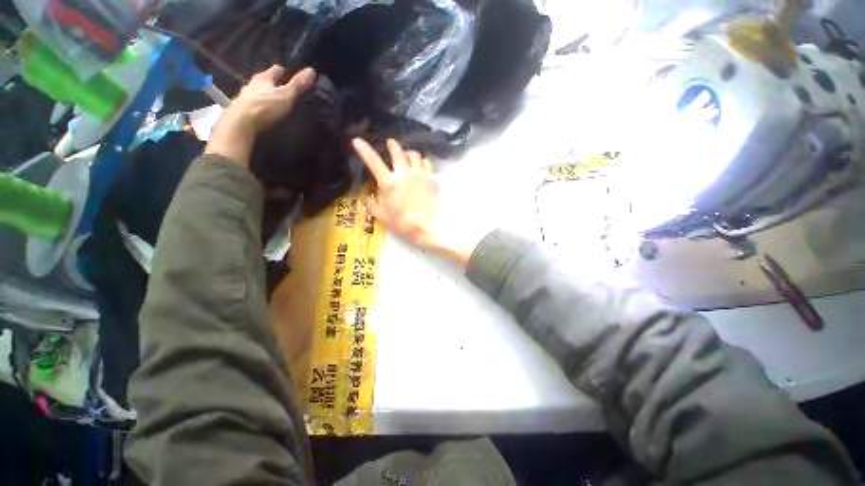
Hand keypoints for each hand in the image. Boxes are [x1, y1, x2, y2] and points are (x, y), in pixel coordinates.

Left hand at [205, 66, 315, 166]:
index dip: (282, 71)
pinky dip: (257, 107)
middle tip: (280, 87)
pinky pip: (252, 105)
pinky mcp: (240, 110)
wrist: (240, 124)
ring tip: (271, 101)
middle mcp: (252, 84)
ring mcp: (244, 97)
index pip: (275, 70)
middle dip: (271, 83)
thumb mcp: (286, 96)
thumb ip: (297, 85)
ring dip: (263, 95)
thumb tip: (312, 70)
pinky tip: (262, 112)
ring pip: (256, 92)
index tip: (288, 73)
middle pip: (263, 80)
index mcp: (264, 78)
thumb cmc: (265, 107)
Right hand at [353, 138, 474, 268]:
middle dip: (393, 145)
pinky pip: (427, 163)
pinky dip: (422, 161)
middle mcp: (405, 174)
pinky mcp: (432, 179)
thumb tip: (367, 197)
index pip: (374, 162)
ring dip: (408, 153)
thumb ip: (372, 206)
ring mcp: (420, 175)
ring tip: (407, 155)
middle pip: (398, 152)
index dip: (365, 150)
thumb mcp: (383, 217)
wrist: (429, 227)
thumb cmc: (404, 223)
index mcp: (389, 183)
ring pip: (415, 155)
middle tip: (390, 143)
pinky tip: (421, 166)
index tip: (357, 141)